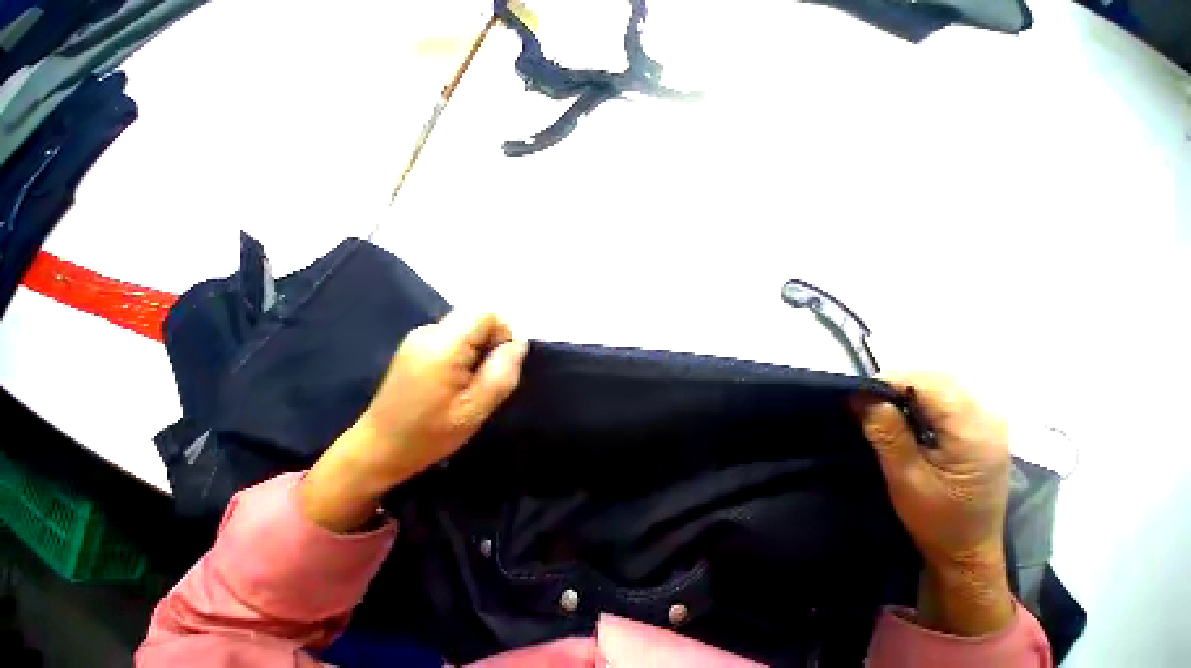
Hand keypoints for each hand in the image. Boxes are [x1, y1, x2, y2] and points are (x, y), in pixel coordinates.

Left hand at [298, 311, 528, 532]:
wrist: (378, 449)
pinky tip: (455, 379)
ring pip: (469, 326)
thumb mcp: (476, 409)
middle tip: (484, 377)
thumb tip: (519, 342)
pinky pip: (456, 335)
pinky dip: (466, 351)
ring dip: (479, 349)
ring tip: (469, 382)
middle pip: (477, 317)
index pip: (487, 314)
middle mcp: (429, 332)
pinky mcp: (417, 344)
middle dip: (492, 341)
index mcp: (442, 346)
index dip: (503, 333)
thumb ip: (502, 372)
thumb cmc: (429, 435)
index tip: (498, 364)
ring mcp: (420, 336)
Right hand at [856, 372, 1014, 635]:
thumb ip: (885, 432)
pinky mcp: (982, 430)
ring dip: (908, 391)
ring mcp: (989, 425)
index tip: (859, 395)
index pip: (931, 385)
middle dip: (898, 383)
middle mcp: (989, 421)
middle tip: (867, 402)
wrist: (968, 551)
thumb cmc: (936, 520)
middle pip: (940, 380)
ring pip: (944, 386)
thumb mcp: (904, 477)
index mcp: (974, 434)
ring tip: (882, 409)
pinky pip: (949, 399)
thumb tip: (860, 394)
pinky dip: (921, 400)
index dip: (890, 382)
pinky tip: (906, 417)